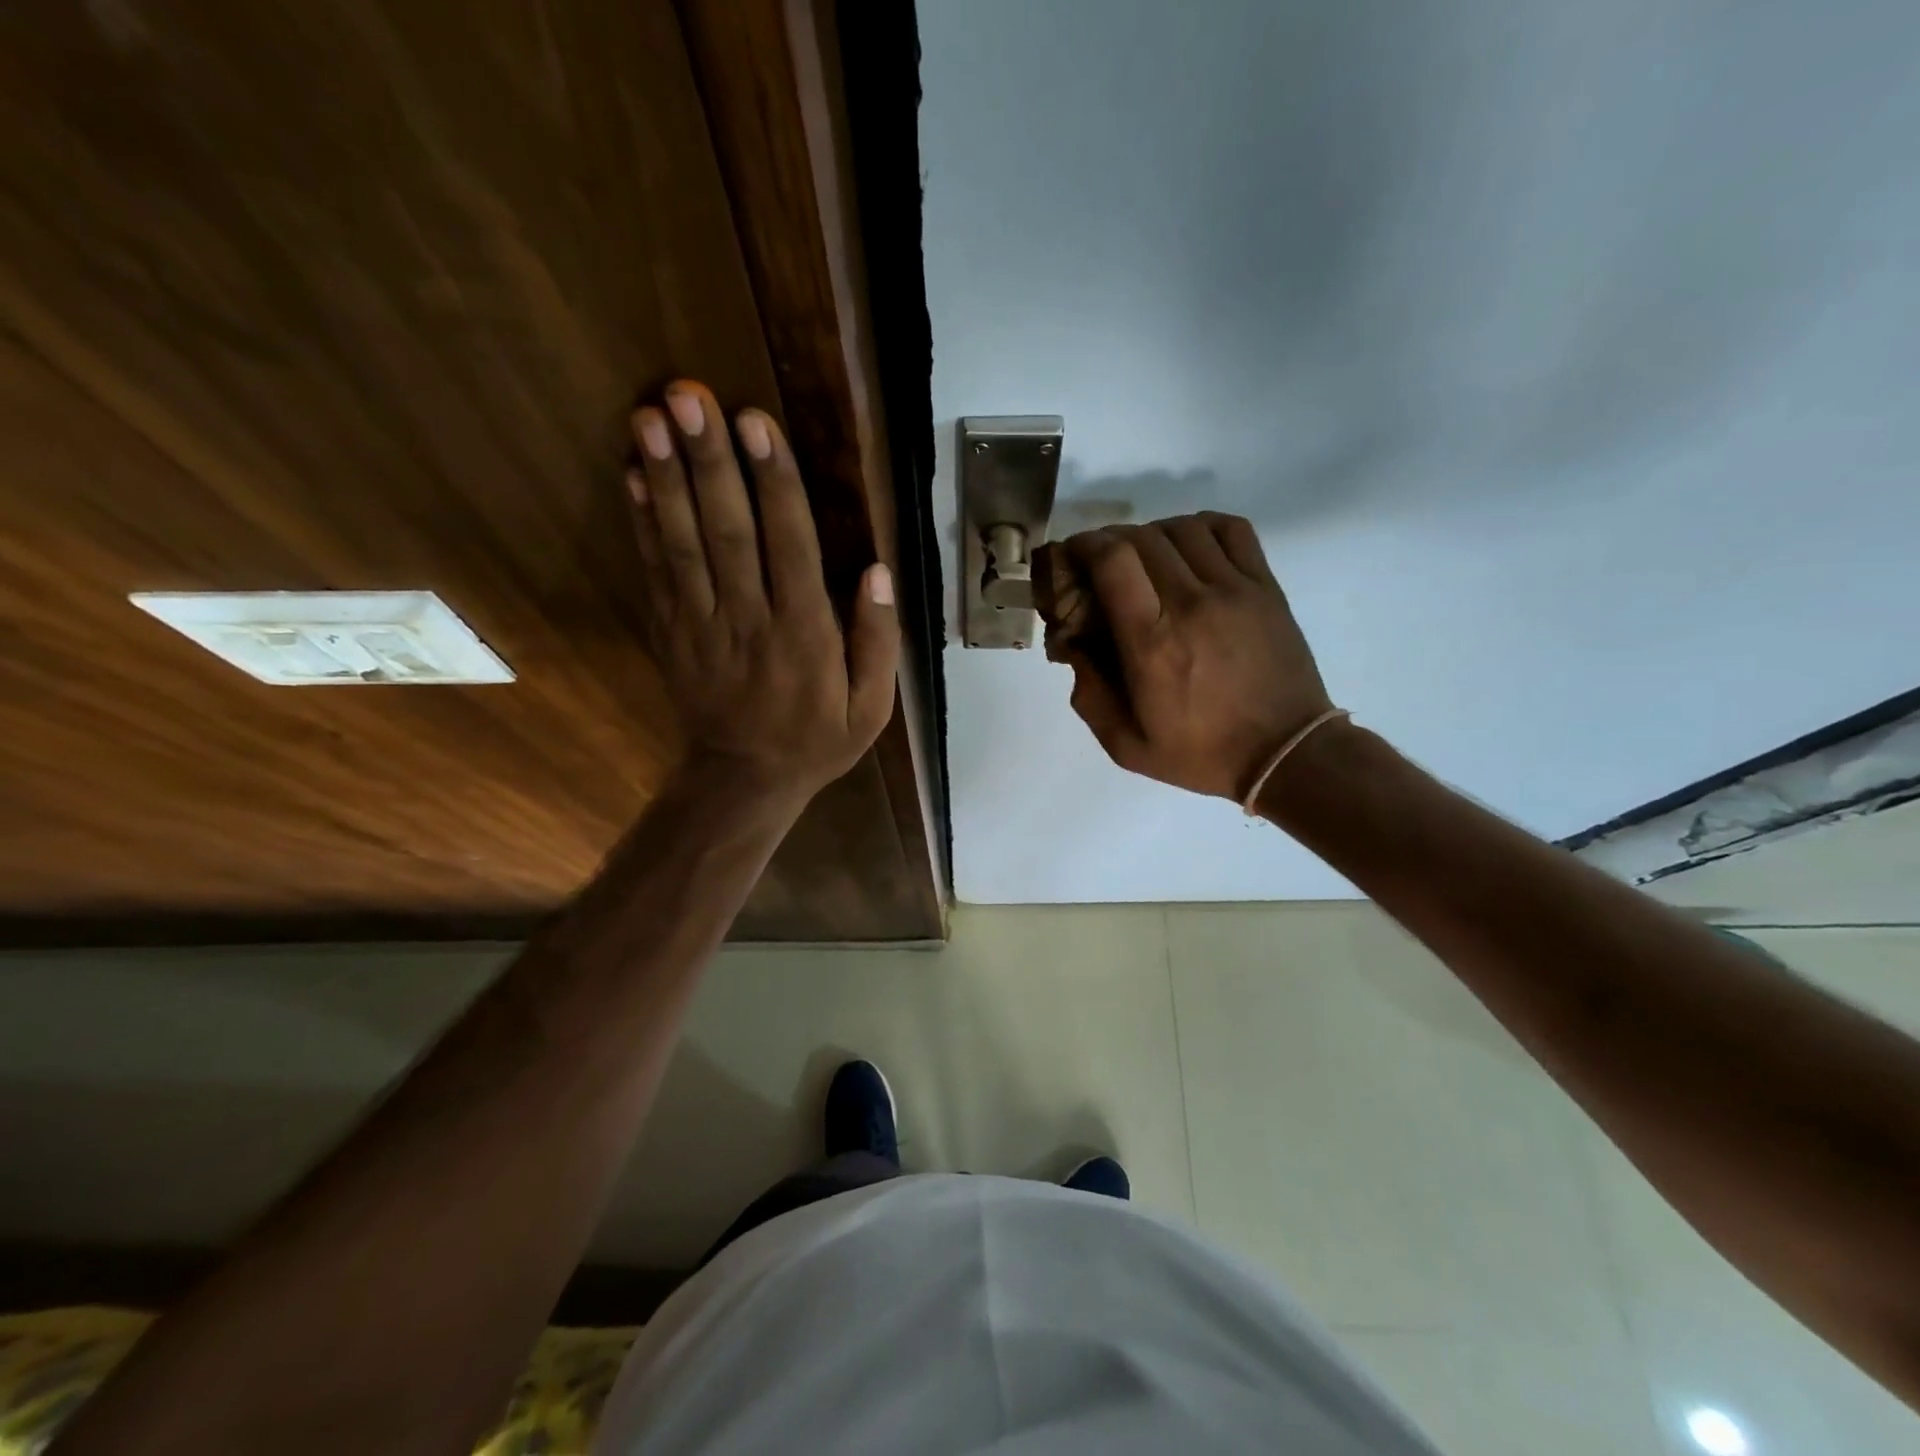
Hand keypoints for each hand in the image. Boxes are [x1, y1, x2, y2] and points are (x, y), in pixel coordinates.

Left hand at [626, 381, 897, 803]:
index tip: (755, 423)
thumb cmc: (817, 740)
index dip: (773, 483)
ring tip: (651, 416)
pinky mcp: (672, 633)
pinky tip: (633, 475)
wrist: (745, 781)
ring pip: (684, 545)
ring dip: (666, 479)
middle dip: (709, 461)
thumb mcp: (872, 707)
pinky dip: (642, 522)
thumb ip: (878, 641)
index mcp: (806, 634)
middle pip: (729, 532)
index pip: (791, 546)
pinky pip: (657, 572)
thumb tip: (878, 571)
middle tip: (688, 395)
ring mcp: (703, 626)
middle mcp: (751, 620)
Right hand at [1057, 514, 1333, 801]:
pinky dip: (1201, 526)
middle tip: (1101, 565)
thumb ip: (1088, 693)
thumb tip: (1074, 643)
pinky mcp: (1265, 587)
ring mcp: (1234, 589)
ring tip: (1145, 560)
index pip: (1112, 560)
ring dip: (1152, 534)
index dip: (1084, 545)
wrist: (1285, 754)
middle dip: (1109, 541)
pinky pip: (1231, 529)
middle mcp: (1190, 603)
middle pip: (1141, 537)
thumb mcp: (1125, 744)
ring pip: (1183, 528)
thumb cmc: (1200, 754)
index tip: (1072, 558)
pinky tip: (1190, 548)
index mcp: (1151, 642)